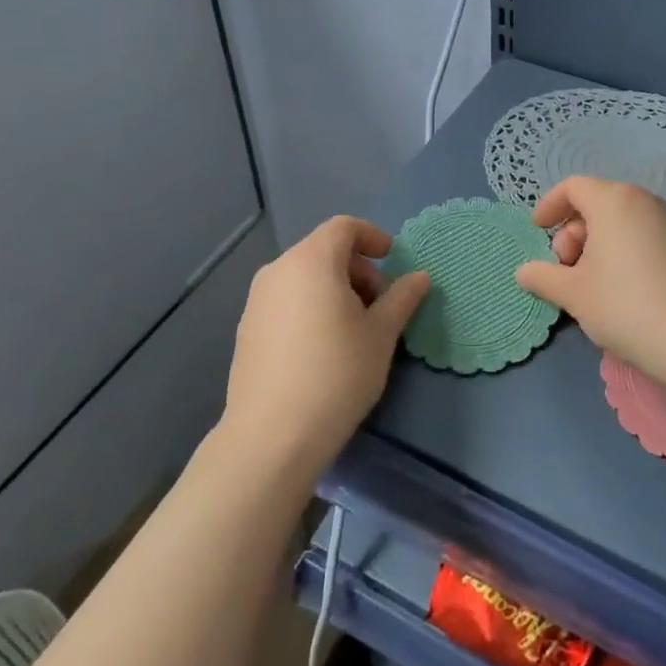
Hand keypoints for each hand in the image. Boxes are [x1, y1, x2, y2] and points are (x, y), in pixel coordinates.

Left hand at [223, 216, 430, 474]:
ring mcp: (256, 300)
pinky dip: (310, 306)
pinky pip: (286, 300)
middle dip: (357, 269)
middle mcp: (278, 270)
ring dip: (334, 288)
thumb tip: (419, 277)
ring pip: (304, 276)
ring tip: (354, 329)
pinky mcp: (247, 329)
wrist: (272, 437)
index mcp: (312, 260)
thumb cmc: (337, 373)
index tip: (392, 261)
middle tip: (379, 305)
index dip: (373, 237)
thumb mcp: (381, 334)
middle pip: (324, 250)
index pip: (344, 227)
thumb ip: (402, 297)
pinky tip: (323, 348)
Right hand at [512, 177, 665, 394]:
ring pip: (622, 220)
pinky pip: (644, 235)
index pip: (573, 187)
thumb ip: (543, 277)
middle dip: (573, 231)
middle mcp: (644, 201)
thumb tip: (523, 272)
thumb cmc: (624, 306)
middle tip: (564, 268)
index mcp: (613, 200)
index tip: (537, 230)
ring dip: (598, 243)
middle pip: (598, 202)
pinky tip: (622, 288)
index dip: (550, 205)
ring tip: (590, 282)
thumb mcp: (573, 294)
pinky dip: (624, 250)